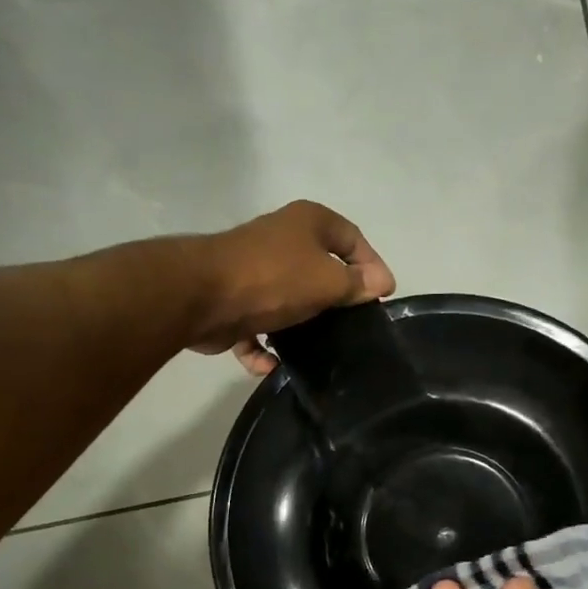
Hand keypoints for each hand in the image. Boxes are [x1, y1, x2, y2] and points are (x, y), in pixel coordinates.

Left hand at [189, 201, 395, 373]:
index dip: (372, 265)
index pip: (353, 238)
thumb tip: (380, 283)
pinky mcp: (232, 302)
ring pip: (287, 301)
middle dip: (336, 299)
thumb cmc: (275, 279)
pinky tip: (272, 366)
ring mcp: (254, 271)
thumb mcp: (328, 281)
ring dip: (299, 327)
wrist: (204, 296)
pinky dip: (264, 349)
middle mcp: (281, 240)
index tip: (383, 297)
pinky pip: (256, 328)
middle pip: (320, 269)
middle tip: (354, 327)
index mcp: (308, 222)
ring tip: (318, 351)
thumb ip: (357, 284)